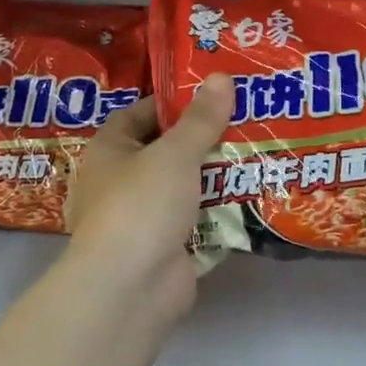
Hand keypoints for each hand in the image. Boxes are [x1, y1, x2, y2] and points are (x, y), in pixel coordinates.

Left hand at [63, 73, 234, 329]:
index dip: (171, 103)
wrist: (130, 287)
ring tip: (257, 153)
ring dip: (214, 176)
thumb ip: (201, 119)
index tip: (211, 95)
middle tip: (245, 121)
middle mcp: (119, 182)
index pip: (138, 115)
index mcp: (109, 152)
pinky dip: (218, 212)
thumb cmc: (141, 205)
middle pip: (165, 152)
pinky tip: (251, 197)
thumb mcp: (174, 154)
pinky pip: (195, 221)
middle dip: (202, 140)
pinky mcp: (164, 248)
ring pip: (183, 188)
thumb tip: (221, 77)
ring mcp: (141, 218)